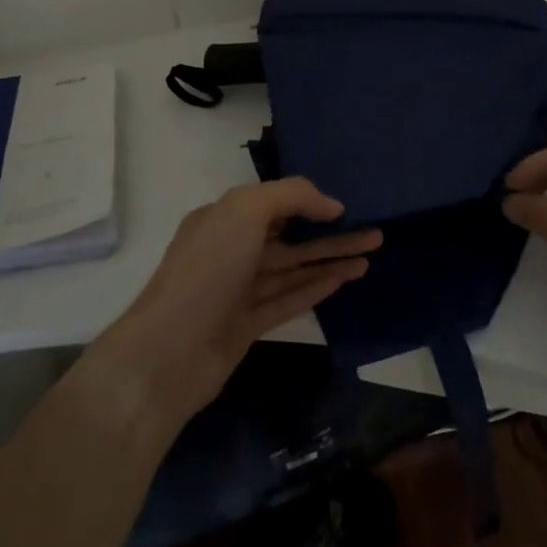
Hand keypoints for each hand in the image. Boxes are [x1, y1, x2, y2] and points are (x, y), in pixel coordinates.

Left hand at [105, 179, 380, 415]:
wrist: (171, 351)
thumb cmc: (208, 269)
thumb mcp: (245, 211)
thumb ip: (291, 196)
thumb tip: (331, 204)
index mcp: (222, 219)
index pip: (271, 203)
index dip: (308, 202)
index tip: (346, 204)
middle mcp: (230, 250)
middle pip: (289, 237)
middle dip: (330, 232)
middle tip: (375, 231)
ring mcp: (239, 290)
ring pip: (293, 268)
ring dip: (331, 259)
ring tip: (371, 254)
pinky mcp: (248, 325)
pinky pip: (289, 298)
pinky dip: (317, 287)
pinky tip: (346, 278)